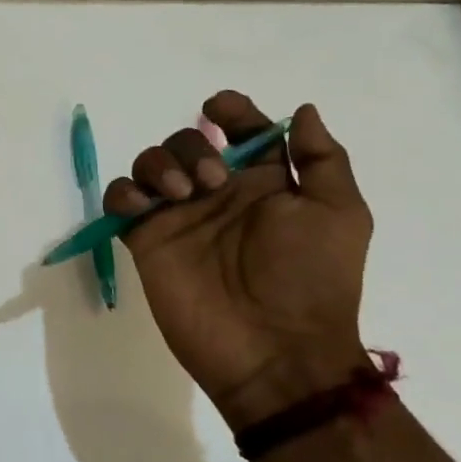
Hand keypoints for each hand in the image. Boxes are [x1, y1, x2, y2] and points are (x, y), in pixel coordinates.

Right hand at [102, 93, 372, 430]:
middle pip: (189, 141)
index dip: (231, 111)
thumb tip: (302, 110)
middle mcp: (217, 194)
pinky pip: (121, 199)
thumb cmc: (312, 280)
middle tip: (212, 183)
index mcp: (263, 184)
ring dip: (160, 164)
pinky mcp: (146, 240)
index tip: (219, 109)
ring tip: (180, 197)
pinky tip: (143, 207)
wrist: (275, 352)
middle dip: (193, 148)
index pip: (241, 131)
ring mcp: (178, 217)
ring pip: (151, 163)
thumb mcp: (339, 214)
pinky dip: (124, 192)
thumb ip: (322, 158)